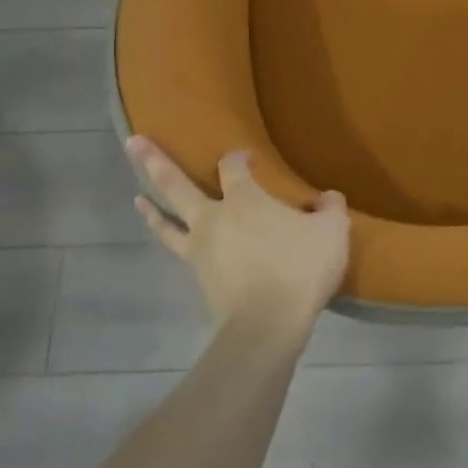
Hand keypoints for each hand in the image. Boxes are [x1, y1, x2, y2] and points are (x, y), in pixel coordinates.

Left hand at [126, 137, 348, 335]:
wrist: (268, 324)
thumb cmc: (300, 269)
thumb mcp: (332, 232)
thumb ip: (331, 208)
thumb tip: (327, 197)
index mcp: (245, 200)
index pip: (233, 167)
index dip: (237, 156)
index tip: (246, 156)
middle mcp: (213, 218)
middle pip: (176, 185)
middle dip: (154, 161)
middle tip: (134, 142)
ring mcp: (200, 249)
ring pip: (166, 223)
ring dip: (151, 209)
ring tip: (137, 198)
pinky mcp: (198, 278)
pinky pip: (178, 252)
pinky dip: (170, 240)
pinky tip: (173, 241)